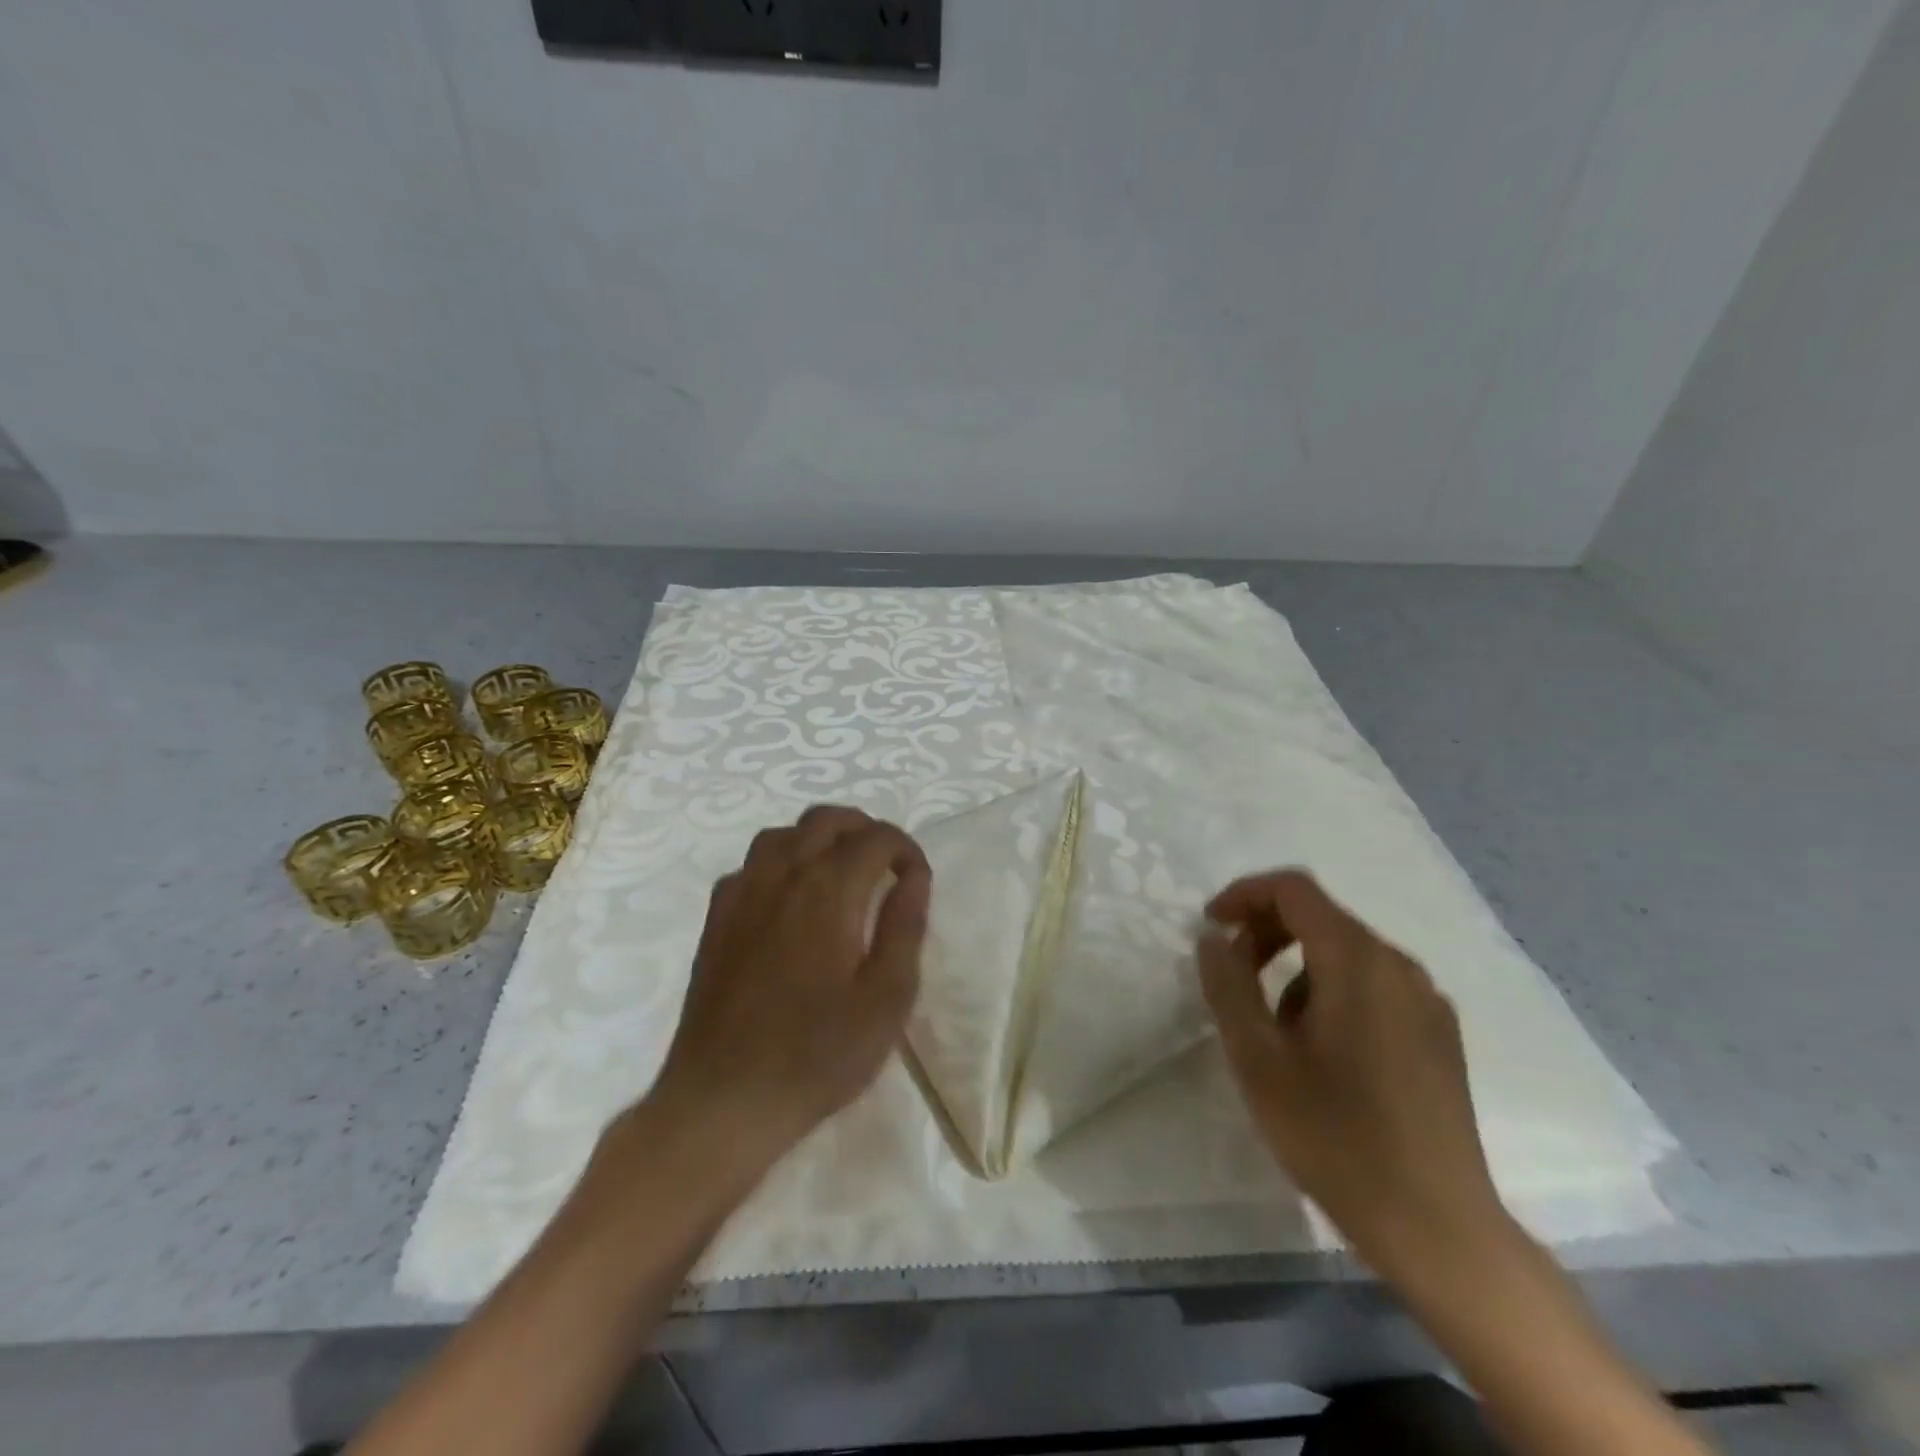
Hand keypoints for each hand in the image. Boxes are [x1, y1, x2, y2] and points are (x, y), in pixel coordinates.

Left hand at [645, 805, 931, 1183]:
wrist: (725, 1098)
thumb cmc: (818, 1053)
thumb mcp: (886, 998)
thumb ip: (904, 926)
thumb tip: (913, 876)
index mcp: (829, 890)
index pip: (875, 838)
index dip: (905, 849)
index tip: (916, 880)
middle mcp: (782, 875)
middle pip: (826, 819)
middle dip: (864, 829)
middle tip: (886, 864)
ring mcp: (742, 893)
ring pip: (783, 833)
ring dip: (820, 837)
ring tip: (841, 871)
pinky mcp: (716, 917)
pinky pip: (751, 863)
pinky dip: (781, 861)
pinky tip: (790, 899)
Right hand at [1198, 869, 1505, 1280]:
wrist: (1437, 1227)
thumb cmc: (1335, 1136)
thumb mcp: (1258, 1058)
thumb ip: (1228, 985)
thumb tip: (1213, 938)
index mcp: (1357, 961)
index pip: (1294, 890)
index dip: (1244, 894)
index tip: (1210, 926)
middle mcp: (1400, 966)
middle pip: (1322, 916)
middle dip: (1266, 931)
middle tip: (1232, 973)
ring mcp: (1427, 1001)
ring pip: (1346, 953)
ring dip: (1295, 966)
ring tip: (1272, 1026)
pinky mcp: (1439, 1035)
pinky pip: (1374, 985)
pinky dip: (1331, 990)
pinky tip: (1320, 1050)